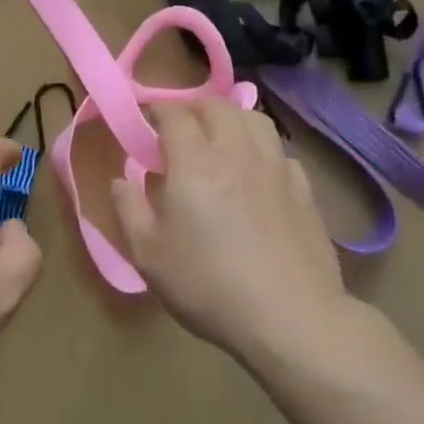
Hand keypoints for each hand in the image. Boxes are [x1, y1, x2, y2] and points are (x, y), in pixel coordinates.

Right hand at [111, 100, 350, 363]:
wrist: (290, 318)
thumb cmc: (209, 286)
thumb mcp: (148, 255)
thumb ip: (129, 208)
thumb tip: (120, 179)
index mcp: (193, 162)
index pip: (174, 114)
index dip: (156, 109)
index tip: (145, 118)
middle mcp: (235, 151)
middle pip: (216, 106)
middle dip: (193, 108)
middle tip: (179, 129)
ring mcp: (274, 167)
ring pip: (254, 119)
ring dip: (231, 119)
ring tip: (220, 140)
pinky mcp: (303, 189)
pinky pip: (279, 151)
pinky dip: (262, 150)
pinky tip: (256, 174)